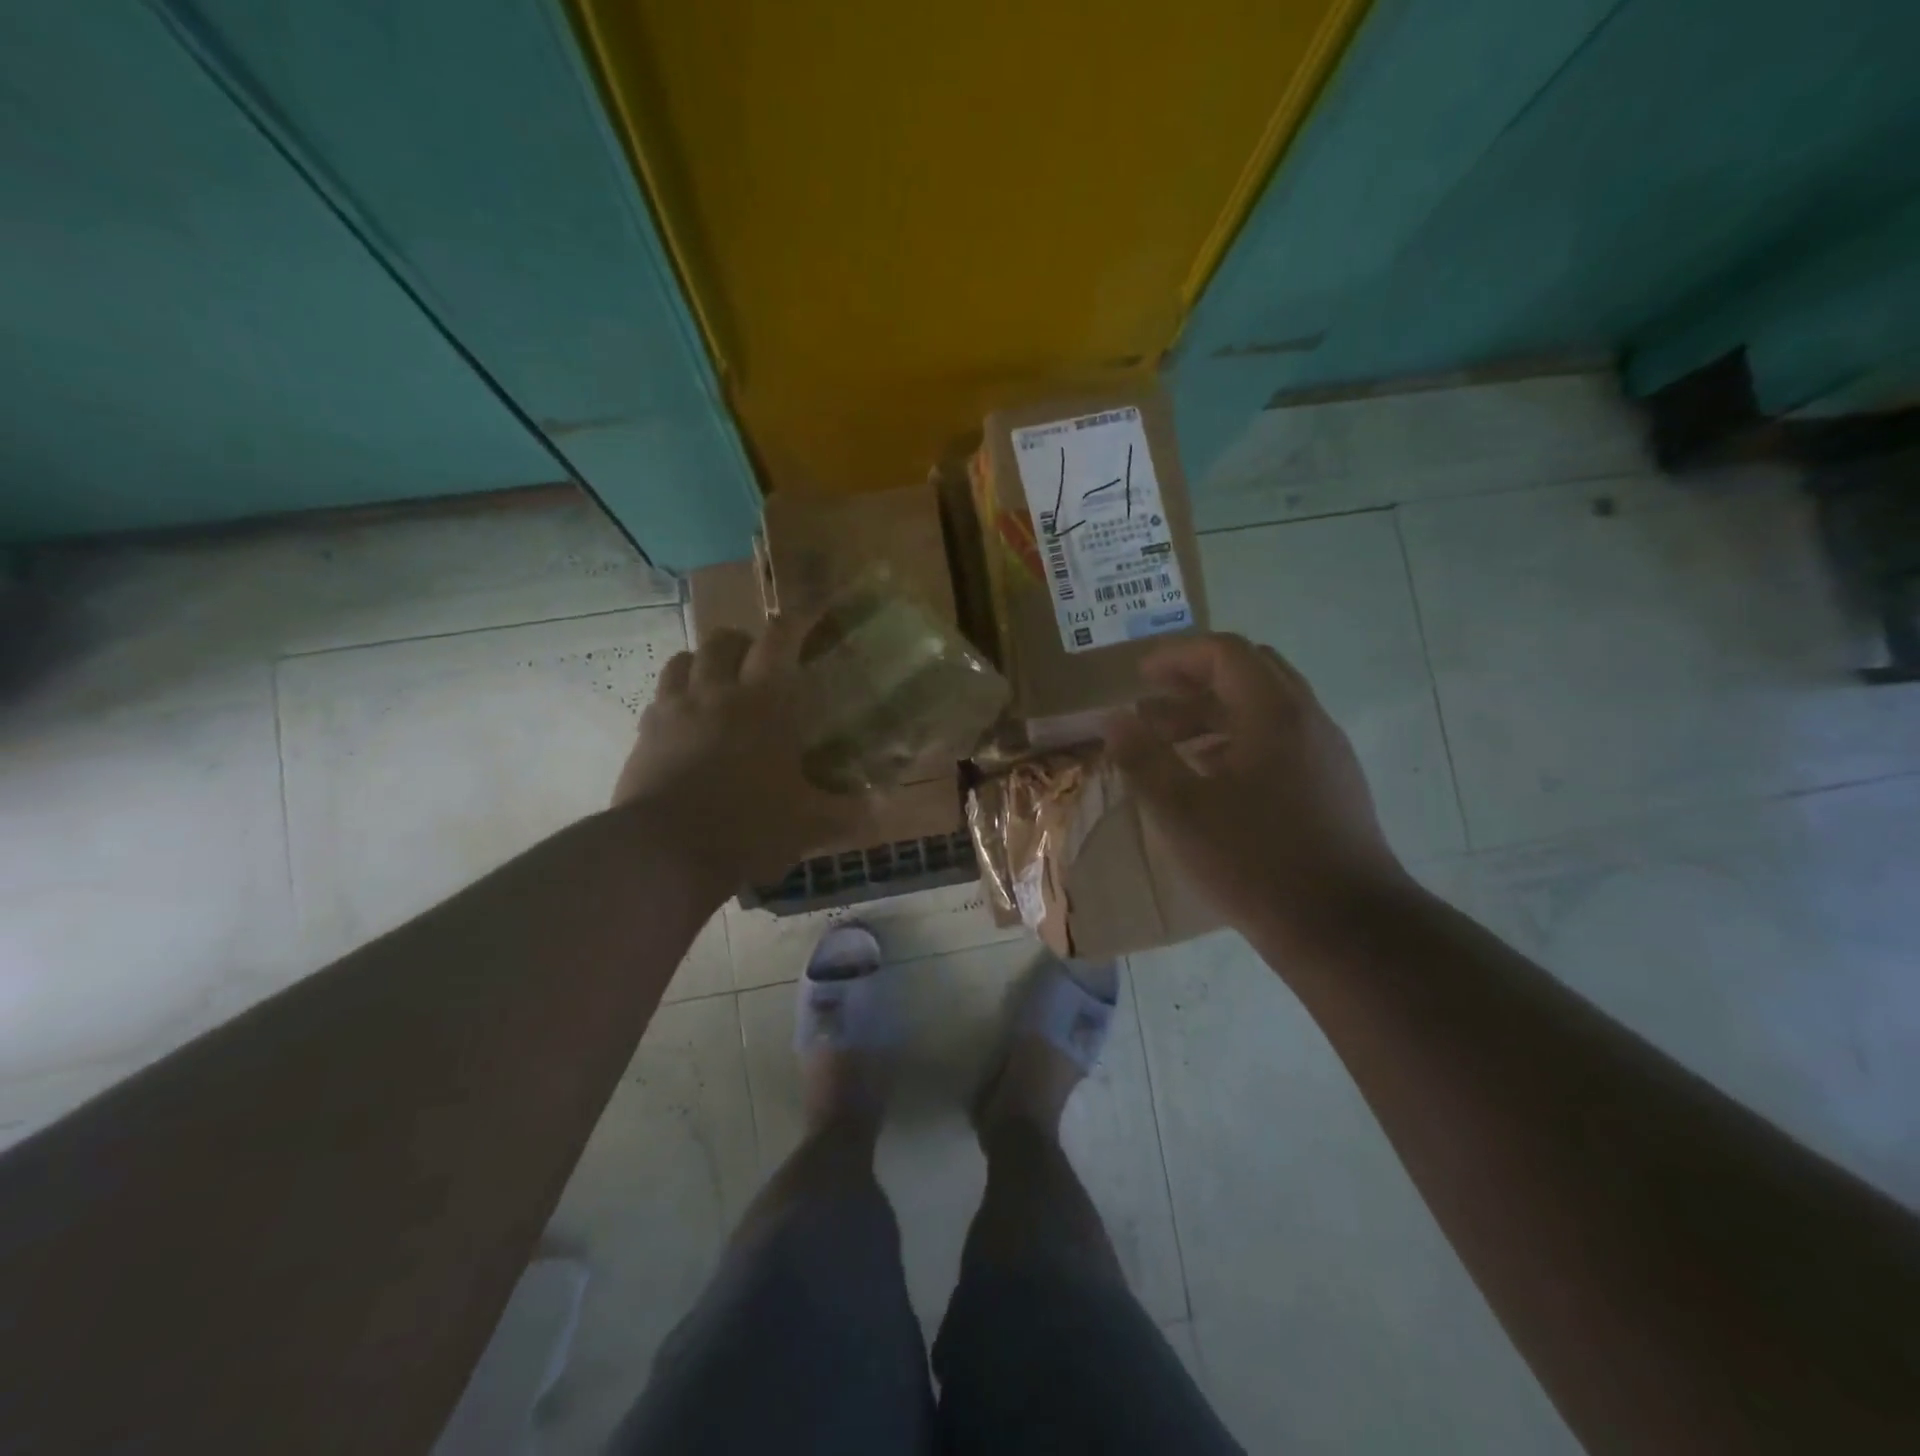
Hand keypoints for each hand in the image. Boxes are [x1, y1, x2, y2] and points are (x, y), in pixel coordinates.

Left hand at [614, 617, 858, 885]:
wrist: (664, 853)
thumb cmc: (748, 827)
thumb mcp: (809, 824)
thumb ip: (848, 811)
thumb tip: (880, 806)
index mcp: (763, 703)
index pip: (779, 640)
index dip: (797, 620)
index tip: (811, 614)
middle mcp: (715, 693)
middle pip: (723, 641)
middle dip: (743, 642)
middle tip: (759, 663)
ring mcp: (673, 711)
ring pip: (682, 661)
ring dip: (703, 663)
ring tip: (717, 685)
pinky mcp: (643, 736)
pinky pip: (658, 700)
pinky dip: (675, 700)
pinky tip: (686, 725)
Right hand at [1103, 632, 1411, 944]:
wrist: (1344, 927)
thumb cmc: (1256, 861)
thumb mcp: (1181, 810)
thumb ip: (1143, 759)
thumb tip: (1114, 721)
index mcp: (1274, 713)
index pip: (1226, 653)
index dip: (1178, 656)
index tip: (1140, 676)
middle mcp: (1307, 720)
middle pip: (1250, 673)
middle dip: (1196, 681)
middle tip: (1154, 704)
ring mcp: (1326, 754)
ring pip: (1266, 709)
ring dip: (1214, 714)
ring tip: (1170, 744)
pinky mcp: (1333, 786)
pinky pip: (1280, 740)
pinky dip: (1239, 741)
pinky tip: (1210, 779)